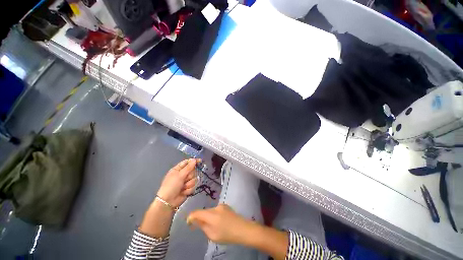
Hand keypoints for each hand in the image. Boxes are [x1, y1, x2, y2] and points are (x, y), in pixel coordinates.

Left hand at [157, 158, 199, 207]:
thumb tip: (194, 160)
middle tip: (185, 179)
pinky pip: (193, 186)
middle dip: (190, 176)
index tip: (200, 161)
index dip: (194, 161)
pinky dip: (188, 189)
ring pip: (194, 179)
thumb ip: (188, 167)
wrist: (168, 202)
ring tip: (183, 188)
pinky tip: (183, 192)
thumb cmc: (171, 186)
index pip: (187, 162)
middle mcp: (182, 174)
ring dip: (189, 184)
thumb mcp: (179, 175)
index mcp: (178, 169)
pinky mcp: (188, 188)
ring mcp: (186, 182)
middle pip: (193, 171)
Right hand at [186, 204, 252, 244]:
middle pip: (204, 211)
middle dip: (200, 218)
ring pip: (210, 210)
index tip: (189, 223)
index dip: (191, 217)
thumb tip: (196, 221)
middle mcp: (216, 207)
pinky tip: (220, 222)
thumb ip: (203, 226)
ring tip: (213, 226)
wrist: (243, 229)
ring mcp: (221, 205)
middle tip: (201, 227)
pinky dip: (214, 215)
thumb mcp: (212, 235)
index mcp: (211, 215)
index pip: (197, 212)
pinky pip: (216, 210)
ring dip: (208, 217)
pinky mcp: (226, 206)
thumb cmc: (227, 235)